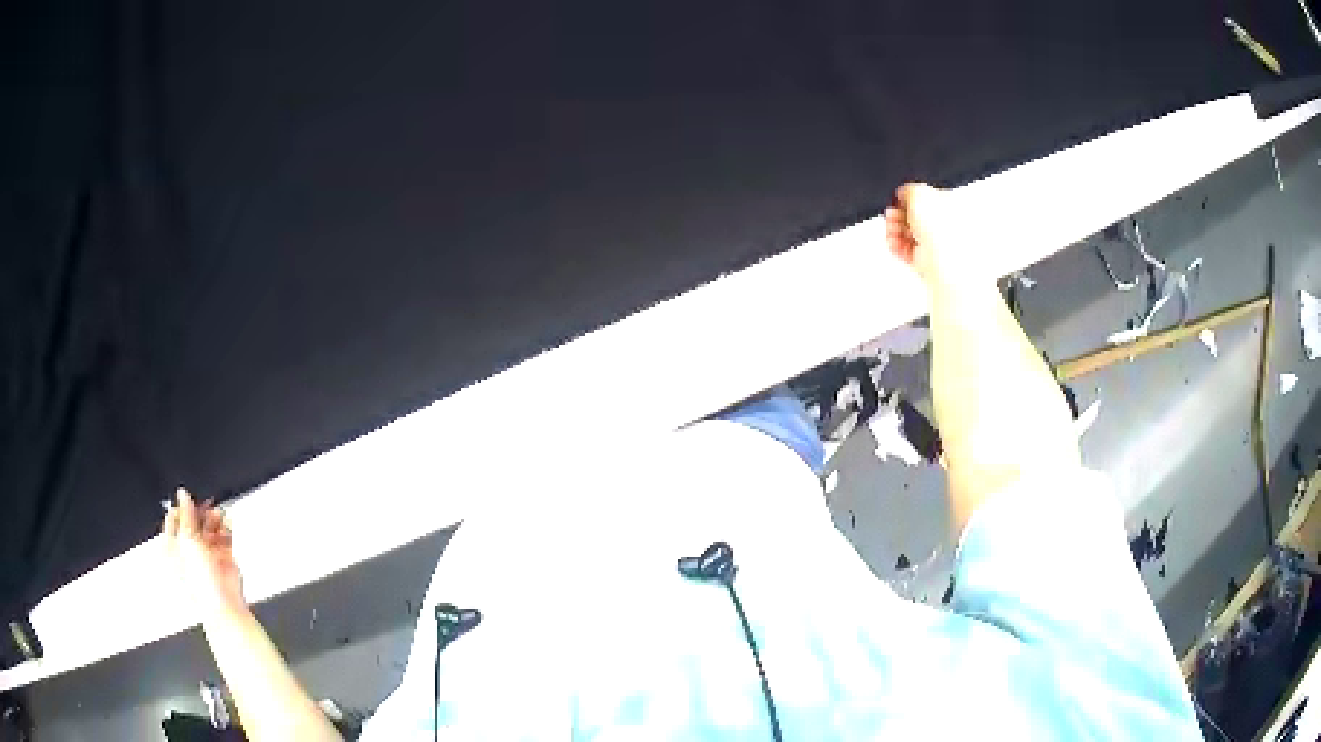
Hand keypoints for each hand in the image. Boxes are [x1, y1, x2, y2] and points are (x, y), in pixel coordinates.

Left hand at [163, 488, 246, 619]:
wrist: (223, 603)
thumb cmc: (199, 582)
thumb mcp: (187, 541)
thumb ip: (186, 515)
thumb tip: (183, 494)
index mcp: (172, 547)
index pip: (174, 519)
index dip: (181, 508)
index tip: (188, 499)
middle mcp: (188, 550)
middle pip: (192, 521)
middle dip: (199, 512)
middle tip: (205, 505)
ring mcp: (206, 554)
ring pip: (209, 527)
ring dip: (213, 518)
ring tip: (218, 515)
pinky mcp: (223, 557)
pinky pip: (224, 535)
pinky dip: (226, 527)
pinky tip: (226, 523)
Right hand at [884, 182, 981, 285]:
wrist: (944, 261)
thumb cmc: (942, 229)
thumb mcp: (919, 192)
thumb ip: (908, 189)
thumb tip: (902, 194)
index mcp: (951, 204)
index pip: (925, 197)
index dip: (908, 198)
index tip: (898, 200)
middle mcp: (946, 224)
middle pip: (915, 216)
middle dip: (899, 214)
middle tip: (893, 215)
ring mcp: (937, 244)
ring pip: (909, 233)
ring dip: (896, 230)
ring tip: (892, 230)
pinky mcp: (927, 261)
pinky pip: (907, 250)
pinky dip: (897, 246)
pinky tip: (894, 242)